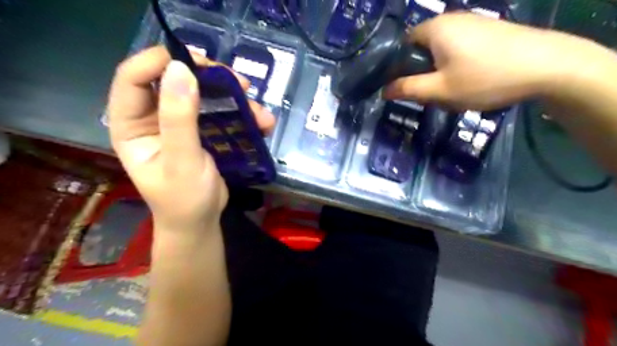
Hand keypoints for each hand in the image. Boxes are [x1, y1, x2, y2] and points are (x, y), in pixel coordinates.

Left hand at [107, 46, 274, 235]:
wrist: (201, 220)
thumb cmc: (185, 199)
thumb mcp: (182, 161)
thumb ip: (179, 118)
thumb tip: (180, 69)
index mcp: (131, 125)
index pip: (133, 78)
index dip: (161, 61)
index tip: (198, 62)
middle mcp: (152, 118)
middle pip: (173, 79)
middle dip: (209, 78)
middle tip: (239, 83)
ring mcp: (178, 123)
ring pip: (202, 94)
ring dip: (233, 98)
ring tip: (259, 112)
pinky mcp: (200, 130)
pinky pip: (219, 112)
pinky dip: (241, 115)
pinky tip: (261, 124)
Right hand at [384, 13, 588, 108]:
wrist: (547, 66)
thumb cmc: (484, 78)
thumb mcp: (439, 90)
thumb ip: (408, 89)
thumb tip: (384, 91)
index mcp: (434, 29)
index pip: (402, 45)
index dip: (398, 67)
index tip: (403, 87)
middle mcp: (451, 20)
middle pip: (421, 49)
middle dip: (421, 73)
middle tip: (429, 94)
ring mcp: (472, 23)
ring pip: (440, 52)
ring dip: (438, 73)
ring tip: (450, 91)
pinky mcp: (487, 32)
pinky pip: (459, 50)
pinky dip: (455, 67)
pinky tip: (469, 81)